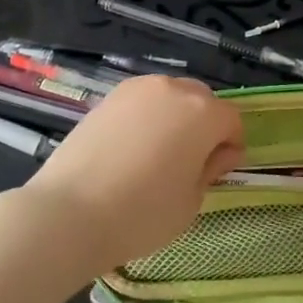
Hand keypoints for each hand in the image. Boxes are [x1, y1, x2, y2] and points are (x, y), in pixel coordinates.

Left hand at [23, 74, 243, 272]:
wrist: (71, 210)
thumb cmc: (142, 213)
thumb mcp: (191, 201)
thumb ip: (210, 169)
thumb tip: (219, 153)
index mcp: (202, 112)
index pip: (231, 120)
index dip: (230, 145)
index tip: (218, 171)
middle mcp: (172, 89)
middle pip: (201, 100)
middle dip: (204, 125)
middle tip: (190, 162)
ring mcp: (137, 89)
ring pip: (170, 96)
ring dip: (174, 117)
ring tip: (158, 154)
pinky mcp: (108, 97)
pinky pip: (141, 102)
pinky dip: (146, 118)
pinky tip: (131, 149)